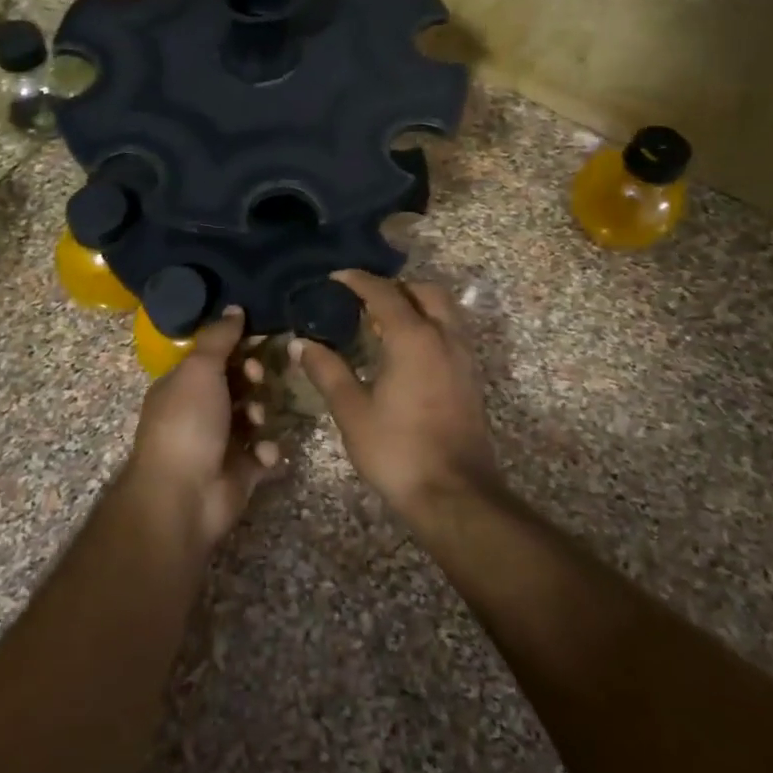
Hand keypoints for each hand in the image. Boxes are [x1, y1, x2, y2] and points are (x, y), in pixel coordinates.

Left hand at [127, 308, 280, 551]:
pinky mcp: (241, 472)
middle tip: (257, 380)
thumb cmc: (187, 423)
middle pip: (238, 385)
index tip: (256, 342)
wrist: (184, 496)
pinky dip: (267, 451)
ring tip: (257, 422)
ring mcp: (221, 443)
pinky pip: (264, 452)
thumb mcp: (199, 369)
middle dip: (253, 380)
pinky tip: (263, 454)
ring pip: (254, 417)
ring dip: (261, 414)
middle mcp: (200, 411)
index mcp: (182, 385)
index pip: (214, 357)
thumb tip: (235, 307)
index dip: (236, 348)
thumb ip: (219, 338)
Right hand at [295, 271, 498, 515]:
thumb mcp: (352, 411)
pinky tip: (405, 352)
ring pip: (444, 311)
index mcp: (413, 338)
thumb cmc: (398, 450)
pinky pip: (450, 333)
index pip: (384, 293)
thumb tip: (301, 344)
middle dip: (395, 287)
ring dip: (416, 305)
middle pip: (425, 291)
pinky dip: (429, 326)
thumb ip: (327, 371)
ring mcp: (463, 358)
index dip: (358, 281)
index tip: (335, 278)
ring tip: (383, 322)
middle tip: (364, 299)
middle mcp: (444, 338)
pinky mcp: (471, 379)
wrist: (455, 495)